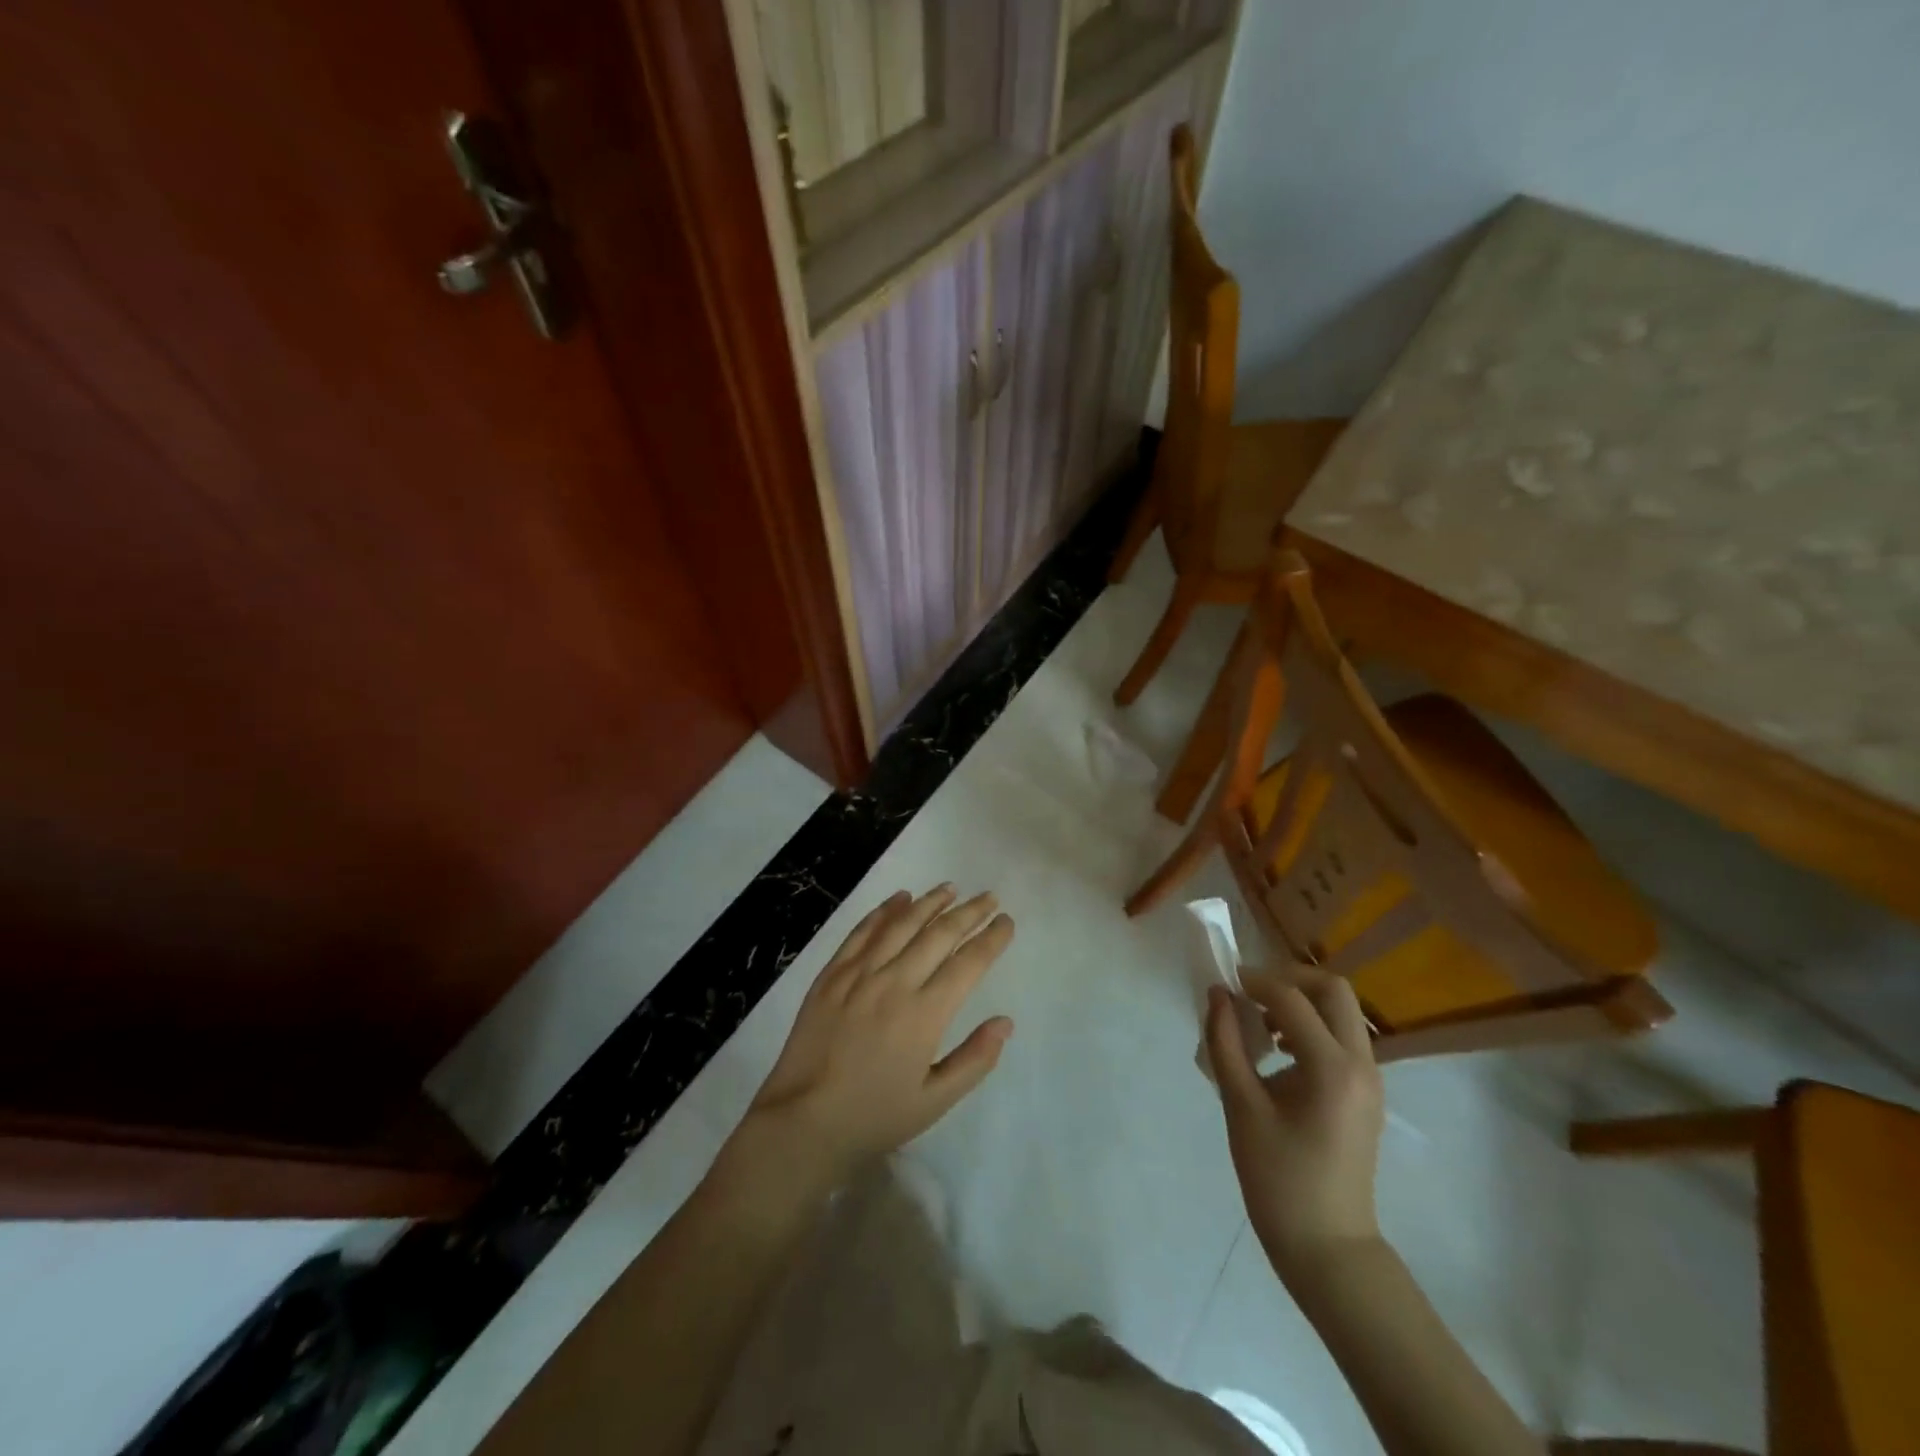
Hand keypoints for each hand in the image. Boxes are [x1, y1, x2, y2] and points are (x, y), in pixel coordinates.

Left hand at [747, 885, 1014, 1184]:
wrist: (802, 1123)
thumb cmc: (874, 1117)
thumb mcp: (935, 1101)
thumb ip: (974, 1059)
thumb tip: (1005, 1022)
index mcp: (924, 1015)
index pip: (968, 964)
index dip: (990, 939)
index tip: (1006, 922)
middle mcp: (894, 983)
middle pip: (939, 934)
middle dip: (969, 912)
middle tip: (989, 898)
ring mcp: (859, 974)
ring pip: (901, 924)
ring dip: (929, 902)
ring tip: (950, 888)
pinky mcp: (831, 974)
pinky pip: (862, 932)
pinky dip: (883, 911)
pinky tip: (899, 898)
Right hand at [1207, 969, 1384, 1281]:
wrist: (1327, 1247)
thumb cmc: (1278, 1180)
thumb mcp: (1241, 1107)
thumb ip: (1225, 1044)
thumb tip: (1217, 995)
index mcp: (1332, 1069)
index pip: (1291, 1000)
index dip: (1254, 982)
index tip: (1223, 983)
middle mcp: (1361, 1064)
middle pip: (1333, 990)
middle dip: (1288, 979)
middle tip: (1249, 992)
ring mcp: (1370, 1079)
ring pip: (1340, 1010)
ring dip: (1300, 1001)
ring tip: (1259, 1022)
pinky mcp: (1365, 1092)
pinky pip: (1341, 1036)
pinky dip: (1309, 1025)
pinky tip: (1277, 1050)